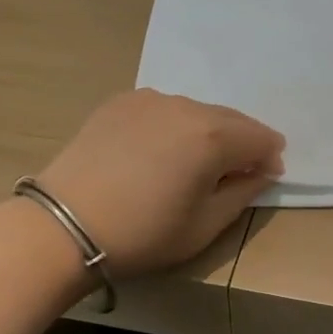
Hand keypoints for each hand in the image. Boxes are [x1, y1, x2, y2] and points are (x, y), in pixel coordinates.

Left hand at [37, 90, 285, 273]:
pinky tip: (160, 150)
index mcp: (213, 137)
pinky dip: (174, 125)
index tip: (266, 176)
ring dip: (208, 131)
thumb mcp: (204, 226)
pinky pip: (164, 109)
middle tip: (239, 170)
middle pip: (231, 119)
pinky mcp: (121, 102)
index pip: (260, 137)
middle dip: (243, 141)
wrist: (62, 225)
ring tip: (196, 161)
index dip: (270, 157)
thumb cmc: (142, 233)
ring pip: (196, 111)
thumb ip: (242, 194)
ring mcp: (151, 99)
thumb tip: (261, 172)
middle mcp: (186, 107)